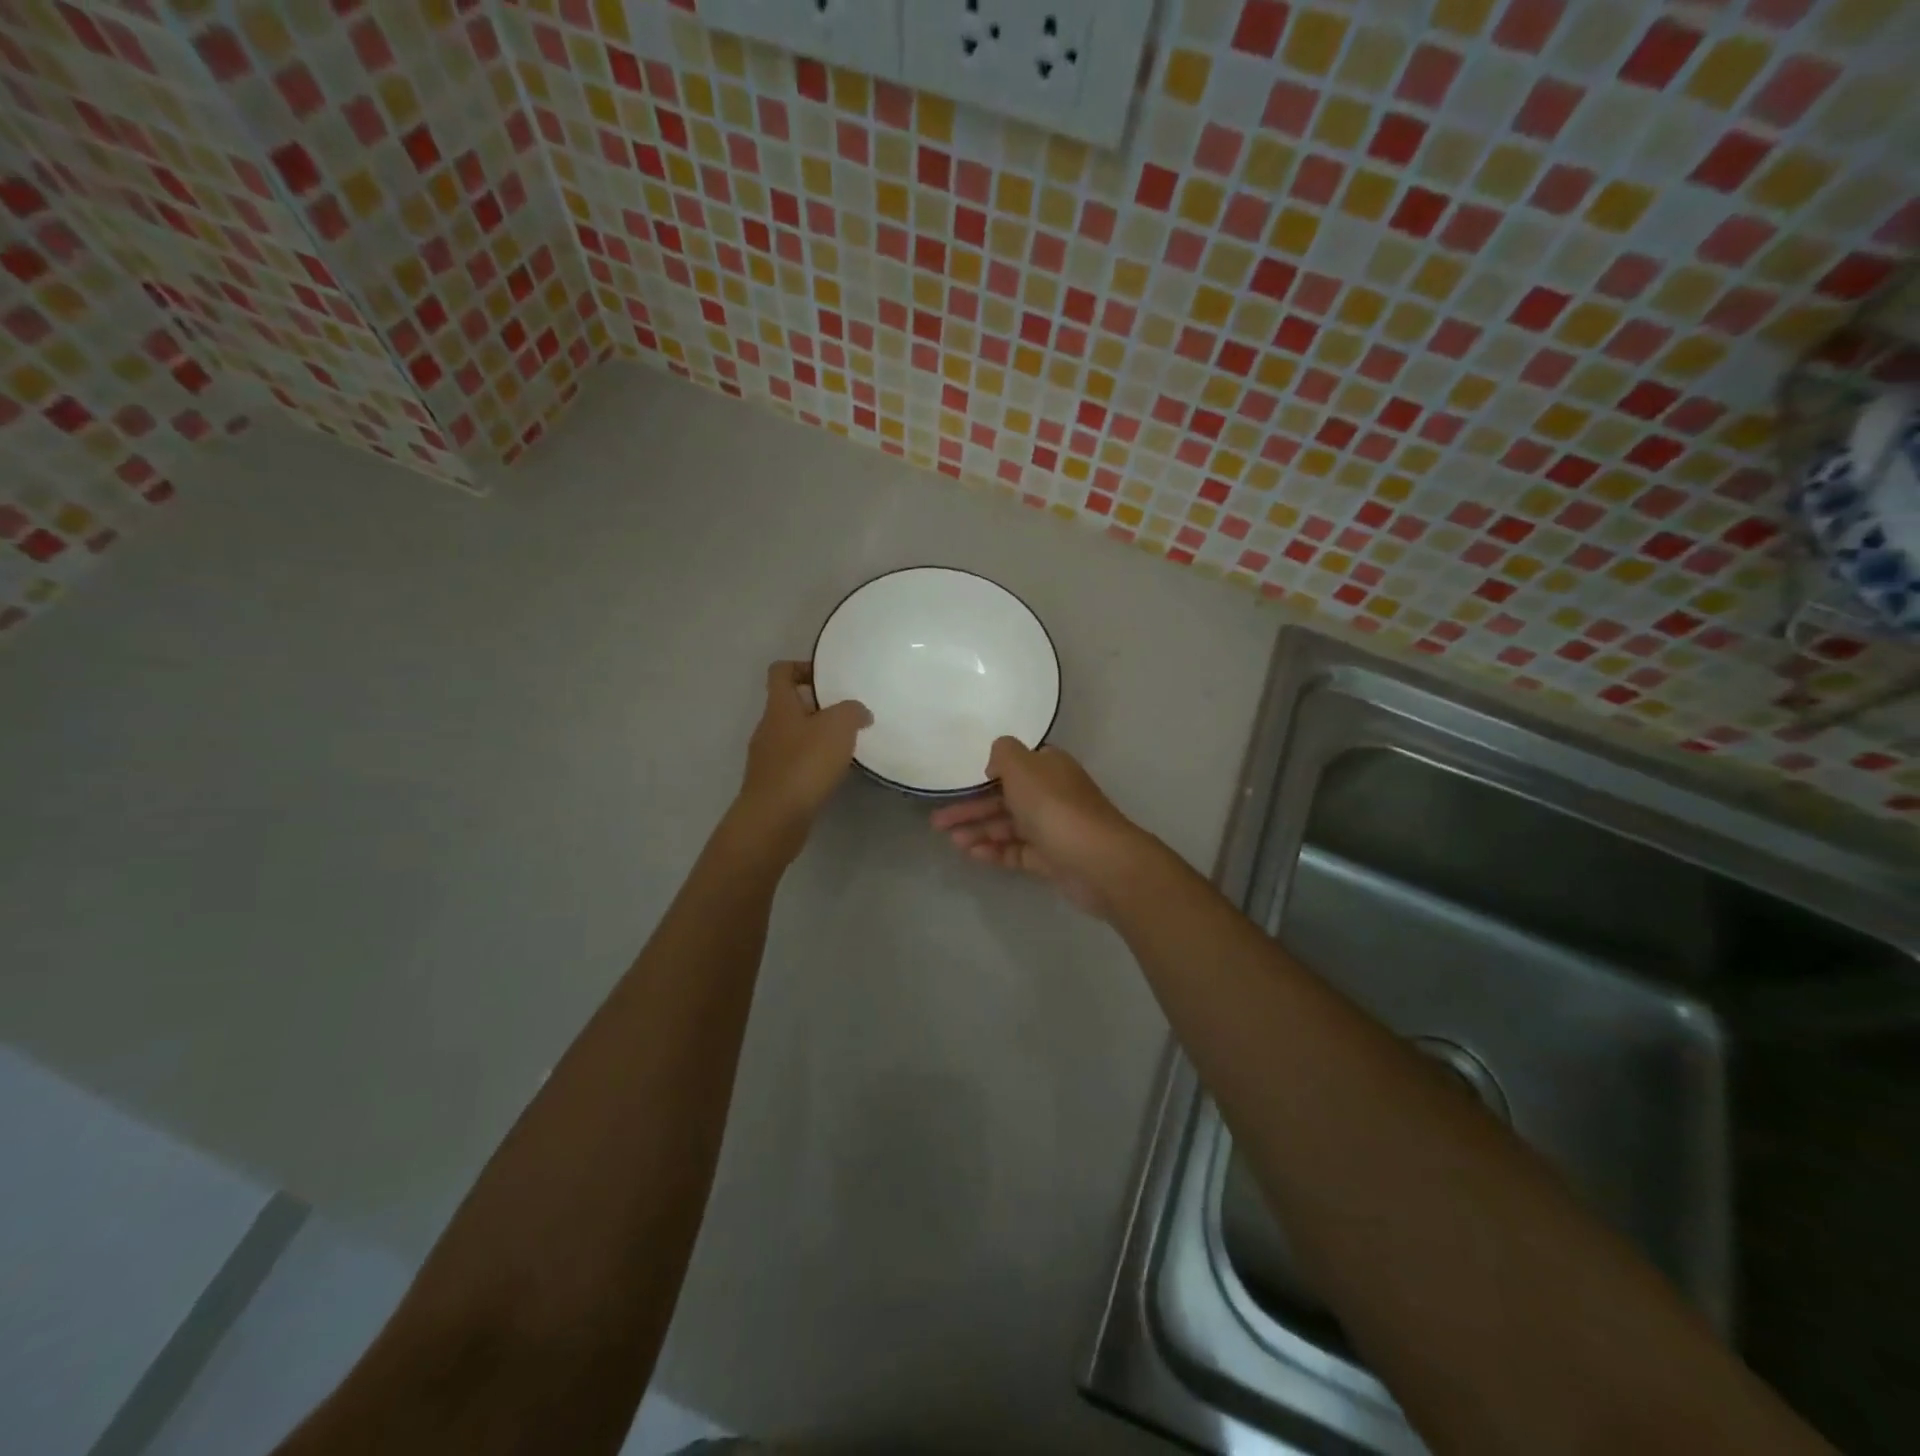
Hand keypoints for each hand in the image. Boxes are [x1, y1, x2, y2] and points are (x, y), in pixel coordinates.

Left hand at [734, 661, 870, 847]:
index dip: (802, 667)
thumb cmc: (805, 763)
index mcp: (779, 706)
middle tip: (848, 715)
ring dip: (817, 737)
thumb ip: (852, 711)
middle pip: (790, 705)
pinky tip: (832, 774)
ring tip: (845, 746)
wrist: (775, 818)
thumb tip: (859, 712)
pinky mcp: (773, 784)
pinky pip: (794, 763)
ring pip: (793, 736)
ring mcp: (767, 758)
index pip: (781, 671)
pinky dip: (812, 763)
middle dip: (818, 707)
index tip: (828, 678)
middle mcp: (768, 728)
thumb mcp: (839, 727)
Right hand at [930, 737, 1148, 915]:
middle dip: (971, 808)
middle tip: (937, 821)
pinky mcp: (1051, 859)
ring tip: (950, 840)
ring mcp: (1052, 829)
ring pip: (1008, 826)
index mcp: (1048, 768)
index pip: (1014, 765)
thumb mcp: (1023, 767)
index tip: (959, 783)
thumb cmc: (1055, 808)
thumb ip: (1003, 754)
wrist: (1098, 861)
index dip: (985, 773)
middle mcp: (1051, 795)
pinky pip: (1016, 851)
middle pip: (1004, 798)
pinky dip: (994, 851)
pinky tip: (971, 854)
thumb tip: (995, 763)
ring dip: (978, 830)